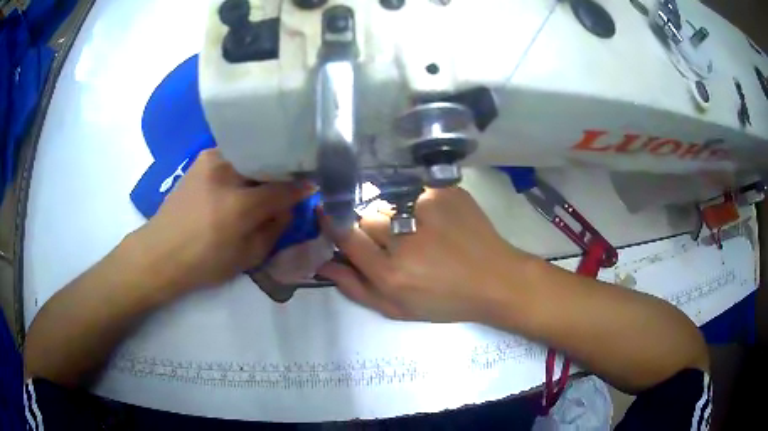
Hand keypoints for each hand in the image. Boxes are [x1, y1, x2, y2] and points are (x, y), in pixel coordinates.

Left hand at [130, 149, 311, 294]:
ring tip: (267, 178)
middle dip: (284, 171)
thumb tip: (288, 206)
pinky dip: (245, 163)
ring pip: (251, 155)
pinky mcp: (201, 158)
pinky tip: (244, 177)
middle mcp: (227, 172)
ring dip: (263, 165)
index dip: (302, 187)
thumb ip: (275, 229)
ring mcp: (212, 159)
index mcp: (240, 204)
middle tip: (290, 182)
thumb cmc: (204, 262)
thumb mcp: (248, 257)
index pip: (285, 188)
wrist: (160, 252)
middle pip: (268, 162)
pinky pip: (234, 155)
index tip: (312, 186)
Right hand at [319, 187, 534, 322]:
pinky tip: (438, 221)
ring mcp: (427, 208)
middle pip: (366, 216)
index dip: (333, 224)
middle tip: (394, 240)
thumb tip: (324, 263)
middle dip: (371, 227)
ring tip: (420, 231)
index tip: (327, 215)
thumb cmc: (446, 301)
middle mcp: (405, 238)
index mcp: (391, 273)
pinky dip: (419, 205)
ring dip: (395, 214)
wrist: (495, 280)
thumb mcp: (397, 309)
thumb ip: (356, 288)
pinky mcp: (445, 192)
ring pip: (389, 201)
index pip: (346, 235)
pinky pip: (415, 191)